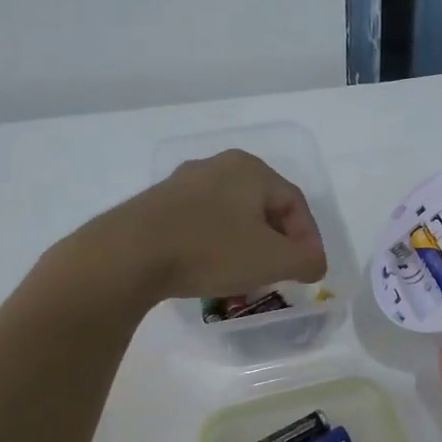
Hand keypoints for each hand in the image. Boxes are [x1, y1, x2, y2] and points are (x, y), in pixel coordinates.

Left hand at [40, 150, 327, 311]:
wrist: (127, 256)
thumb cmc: (210, 250)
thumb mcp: (273, 260)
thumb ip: (306, 261)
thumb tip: (314, 264)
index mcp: (251, 169)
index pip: (295, 203)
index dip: (309, 239)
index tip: (309, 271)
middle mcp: (218, 166)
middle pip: (263, 206)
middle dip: (278, 241)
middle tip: (281, 272)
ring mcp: (182, 183)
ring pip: (231, 215)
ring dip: (247, 244)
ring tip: (247, 276)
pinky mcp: (156, 204)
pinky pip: (201, 223)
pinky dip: (216, 245)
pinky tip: (211, 269)